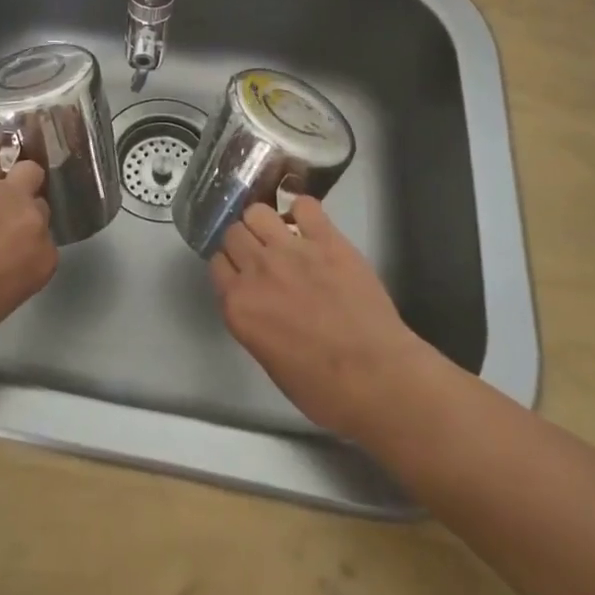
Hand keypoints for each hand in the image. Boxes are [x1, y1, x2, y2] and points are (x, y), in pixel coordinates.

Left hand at [0, 142, 56, 354]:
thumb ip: (14, 276)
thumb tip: (3, 264)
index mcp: (42, 261)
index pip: (45, 241)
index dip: (27, 240)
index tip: (11, 245)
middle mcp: (35, 224)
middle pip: (39, 205)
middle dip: (23, 209)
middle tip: (0, 217)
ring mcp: (10, 196)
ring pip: (28, 171)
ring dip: (15, 176)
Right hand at [209, 197, 441, 441]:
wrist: (378, 379)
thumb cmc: (322, 388)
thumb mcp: (267, 358)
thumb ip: (252, 319)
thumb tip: (257, 301)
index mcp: (238, 304)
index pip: (217, 263)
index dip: (231, 267)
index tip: (243, 273)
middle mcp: (257, 270)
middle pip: (233, 233)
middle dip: (244, 241)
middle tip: (263, 255)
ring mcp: (291, 250)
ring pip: (258, 212)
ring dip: (265, 222)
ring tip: (282, 235)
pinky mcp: (327, 240)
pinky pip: (304, 205)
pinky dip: (303, 211)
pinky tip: (310, 225)